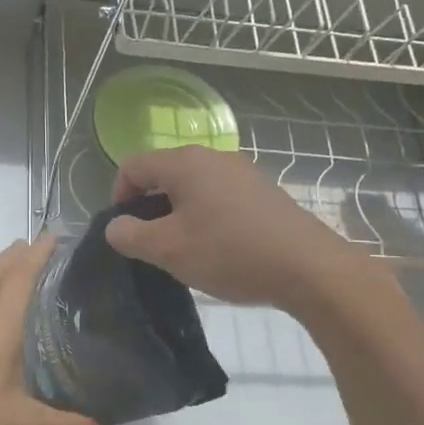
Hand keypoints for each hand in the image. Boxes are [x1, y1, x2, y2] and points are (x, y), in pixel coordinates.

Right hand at [105, 146, 379, 310]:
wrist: (308, 267)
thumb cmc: (229, 252)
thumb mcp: (168, 250)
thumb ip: (130, 235)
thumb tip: (115, 226)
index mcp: (184, 163)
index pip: (132, 166)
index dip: (118, 195)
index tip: (125, 231)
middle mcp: (213, 157)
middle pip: (164, 173)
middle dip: (150, 207)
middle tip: (152, 244)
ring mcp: (243, 172)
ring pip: (193, 186)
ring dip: (179, 214)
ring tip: (186, 250)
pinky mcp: (263, 192)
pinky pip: (220, 196)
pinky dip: (207, 216)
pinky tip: (219, 248)